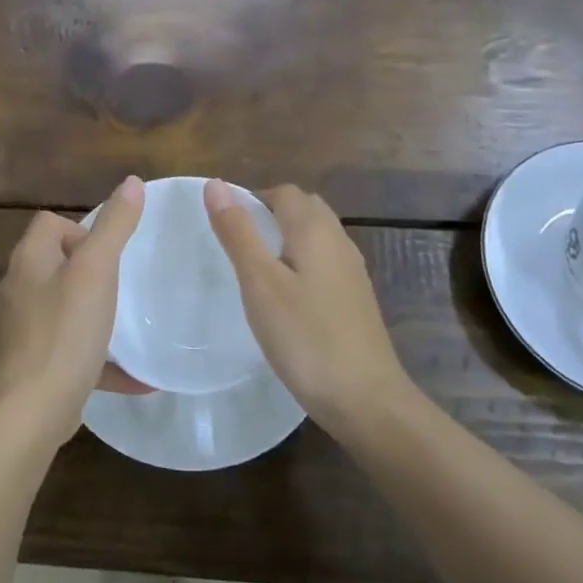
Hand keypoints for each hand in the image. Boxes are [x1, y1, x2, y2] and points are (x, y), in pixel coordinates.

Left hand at [0, 176, 150, 443]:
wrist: (29, 414)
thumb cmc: (64, 333)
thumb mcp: (96, 272)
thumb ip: (115, 226)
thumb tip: (131, 181)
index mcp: (29, 260)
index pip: (49, 223)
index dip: (80, 228)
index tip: (109, 253)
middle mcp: (19, 290)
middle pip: (55, 263)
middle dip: (90, 270)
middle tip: (122, 285)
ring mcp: (23, 330)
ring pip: (63, 308)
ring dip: (95, 313)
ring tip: (127, 323)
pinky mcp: (33, 366)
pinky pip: (71, 351)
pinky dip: (100, 358)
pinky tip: (137, 378)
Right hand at [203, 180, 413, 424]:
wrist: (365, 398)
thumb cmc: (305, 337)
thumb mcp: (260, 283)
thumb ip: (238, 232)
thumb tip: (216, 183)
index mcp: (315, 230)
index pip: (284, 192)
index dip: (253, 198)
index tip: (226, 226)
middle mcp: (339, 241)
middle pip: (305, 208)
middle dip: (272, 213)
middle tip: (239, 243)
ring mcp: (352, 272)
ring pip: (318, 236)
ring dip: (288, 238)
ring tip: (258, 268)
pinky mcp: (357, 299)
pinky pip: (326, 262)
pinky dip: (303, 262)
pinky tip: (289, 296)